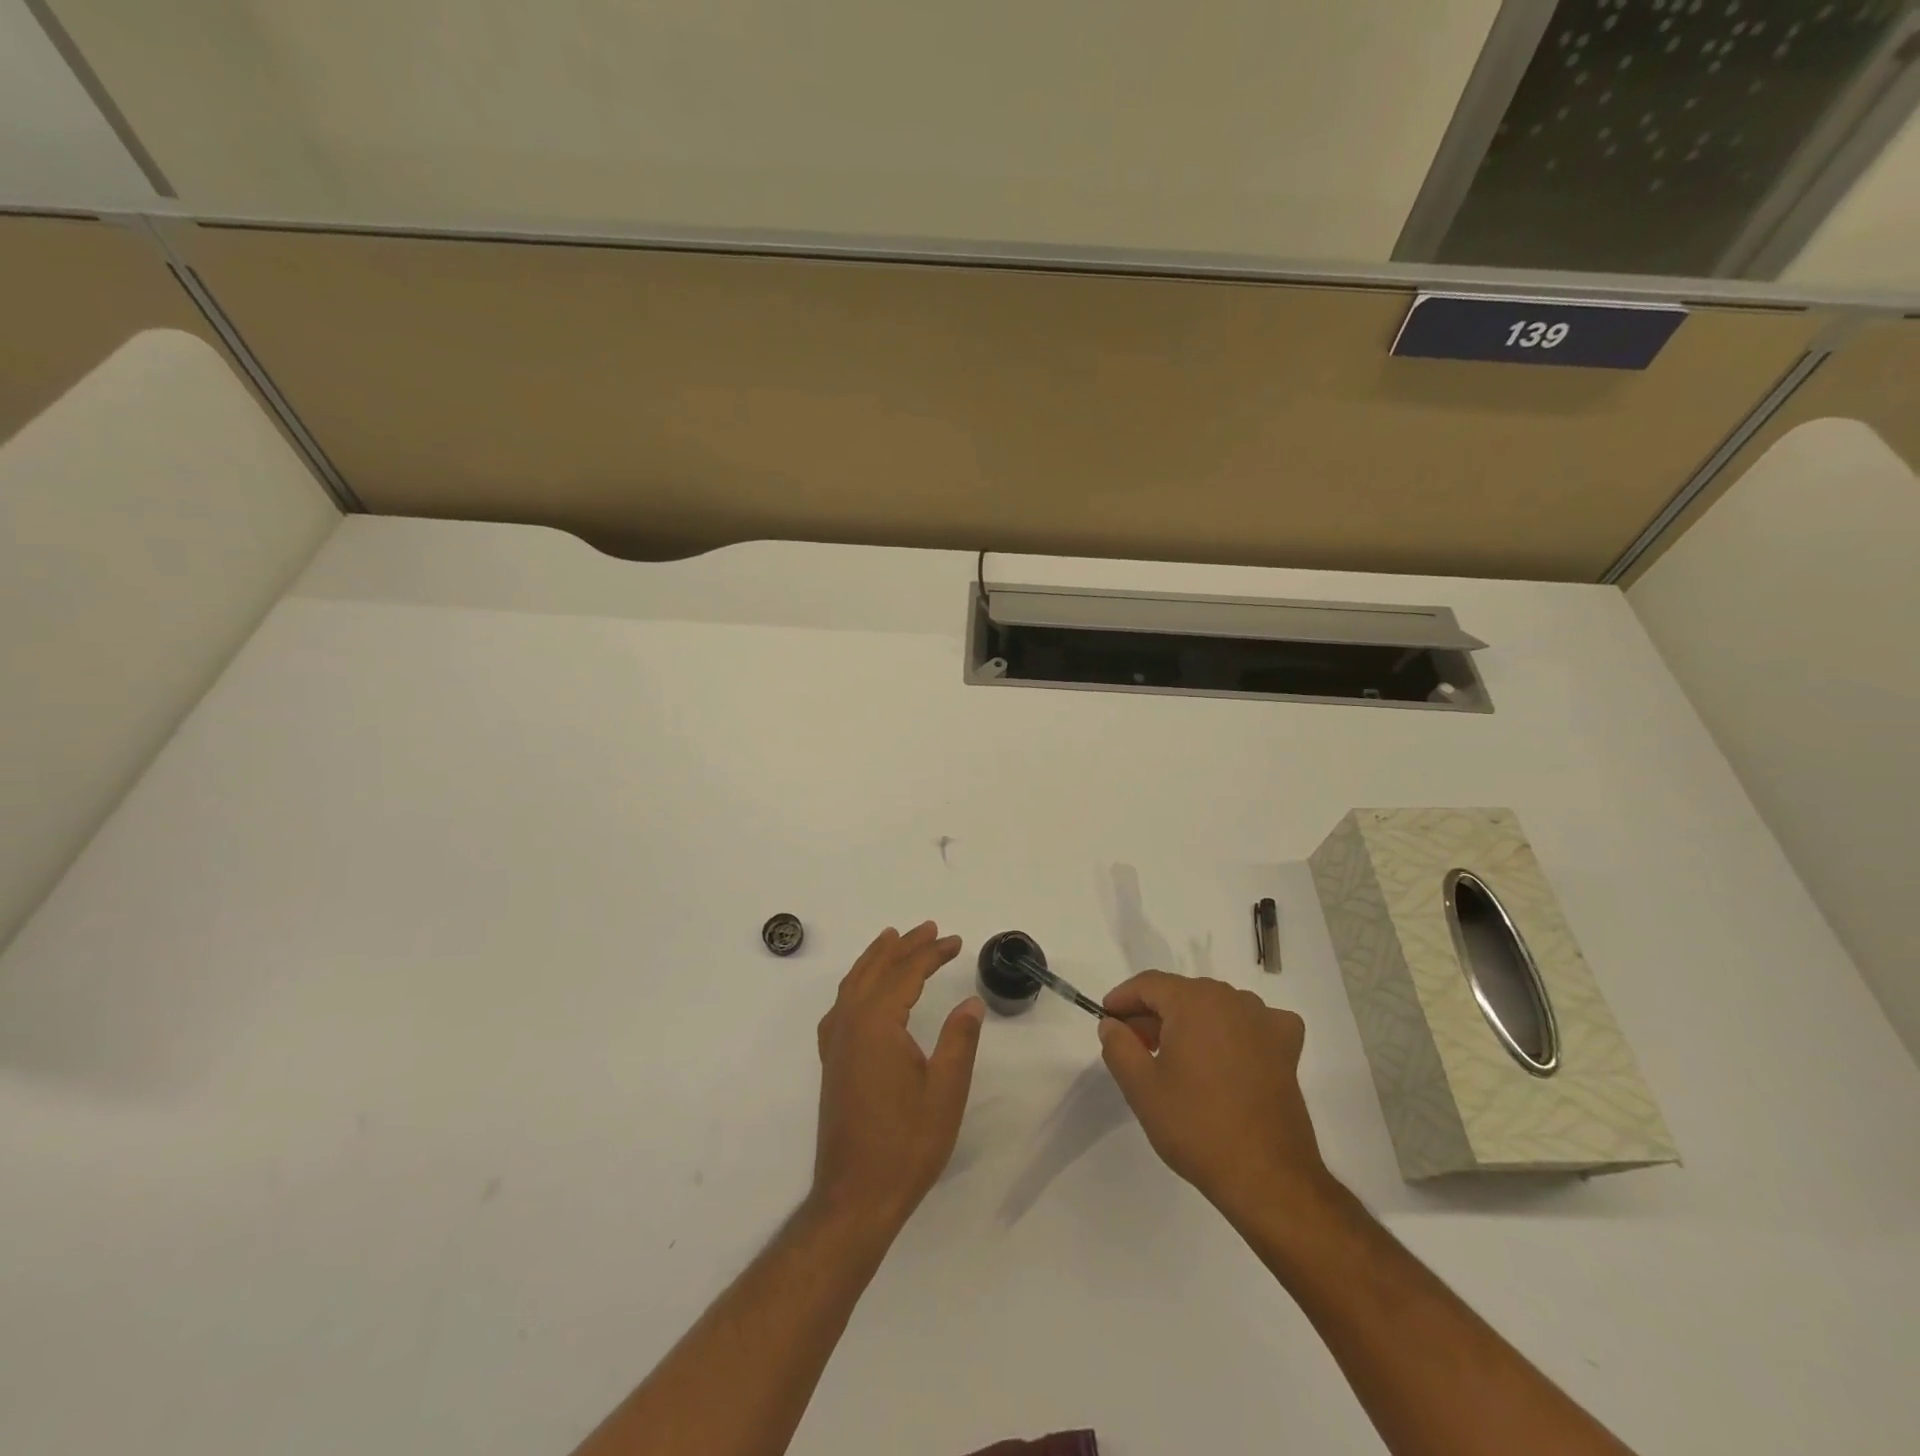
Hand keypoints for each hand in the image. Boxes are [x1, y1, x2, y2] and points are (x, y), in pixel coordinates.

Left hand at [812, 923, 984, 1232]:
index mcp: (878, 1025)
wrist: (856, 1196)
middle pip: (877, 971)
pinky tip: (863, 991)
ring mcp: (836, 1043)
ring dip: (876, 959)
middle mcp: (850, 1024)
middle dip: (904, 946)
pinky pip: (841, 1006)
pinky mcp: (832, 1062)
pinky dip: (856, 985)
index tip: (955, 940)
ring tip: (893, 938)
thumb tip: (970, 1002)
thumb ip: (959, 1040)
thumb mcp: (945, 1092)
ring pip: (854, 984)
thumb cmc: (906, 1144)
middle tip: (930, 929)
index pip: (906, 973)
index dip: (931, 953)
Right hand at [1098, 971, 1329, 1223]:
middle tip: (1135, 1045)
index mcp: (1194, 1001)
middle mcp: (1231, 1000)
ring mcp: (1264, 1022)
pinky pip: (1255, 1023)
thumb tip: (1112, 1024)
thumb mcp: (1141, 1088)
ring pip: (1215, 1006)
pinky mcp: (1287, 1048)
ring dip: (1191, 1021)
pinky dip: (1236, 1030)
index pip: (1149, 984)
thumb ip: (1118, 1046)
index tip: (1107, 1019)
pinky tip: (1230, 1052)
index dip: (1123, 998)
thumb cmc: (1196, 1127)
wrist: (1267, 1178)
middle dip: (1154, 1013)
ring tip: (1175, 1055)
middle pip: (1182, 993)